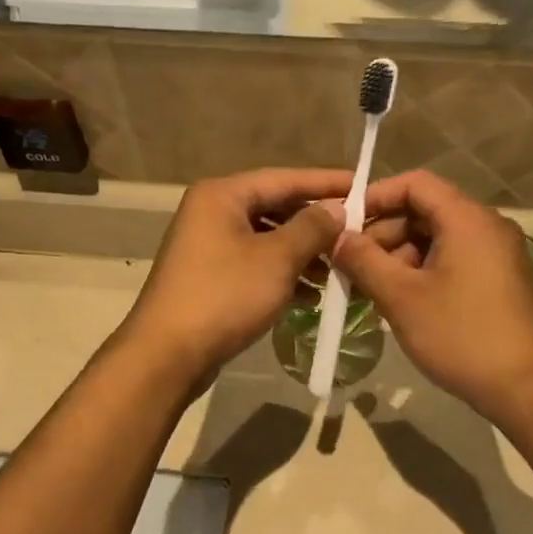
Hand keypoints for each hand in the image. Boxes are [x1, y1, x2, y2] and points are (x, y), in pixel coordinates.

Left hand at [121, 168, 353, 384]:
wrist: (168, 354)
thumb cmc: (224, 296)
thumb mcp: (277, 259)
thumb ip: (312, 228)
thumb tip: (337, 209)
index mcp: (222, 195)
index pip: (284, 179)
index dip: (326, 184)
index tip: (364, 187)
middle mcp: (211, 213)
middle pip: (275, 208)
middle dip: (316, 225)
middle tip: (357, 233)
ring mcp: (207, 247)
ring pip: (266, 241)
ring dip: (302, 254)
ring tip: (338, 270)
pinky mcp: (210, 279)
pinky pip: (255, 266)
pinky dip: (282, 276)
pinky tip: (311, 295)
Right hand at [333, 171, 532, 422]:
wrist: (523, 386)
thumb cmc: (459, 335)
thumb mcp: (401, 297)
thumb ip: (363, 261)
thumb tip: (337, 237)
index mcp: (468, 219)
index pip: (415, 183)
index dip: (375, 197)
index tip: (344, 225)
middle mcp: (487, 227)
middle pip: (425, 211)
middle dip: (383, 234)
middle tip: (351, 266)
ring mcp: (497, 255)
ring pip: (437, 239)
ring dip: (399, 257)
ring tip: (370, 289)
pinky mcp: (499, 280)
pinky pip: (453, 261)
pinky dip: (422, 272)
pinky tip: (399, 301)